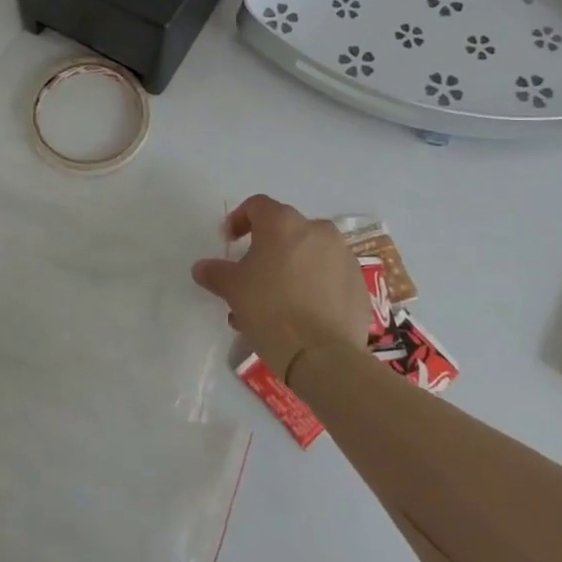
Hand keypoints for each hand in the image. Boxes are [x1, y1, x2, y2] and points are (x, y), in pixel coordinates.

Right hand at [191, 195, 370, 382]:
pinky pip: (330, 276)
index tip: (230, 242)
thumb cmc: (270, 310)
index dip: (239, 220)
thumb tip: (202, 268)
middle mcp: (317, 230)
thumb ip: (215, 272)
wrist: (322, 355)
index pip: (257, 206)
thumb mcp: (232, 289)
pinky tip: (302, 314)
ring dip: (291, 268)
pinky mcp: (359, 284)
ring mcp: (343, 256)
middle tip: (252, 276)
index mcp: (283, 223)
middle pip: (286, 230)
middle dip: (266, 248)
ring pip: (309, 254)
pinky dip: (314, 286)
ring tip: (275, 301)